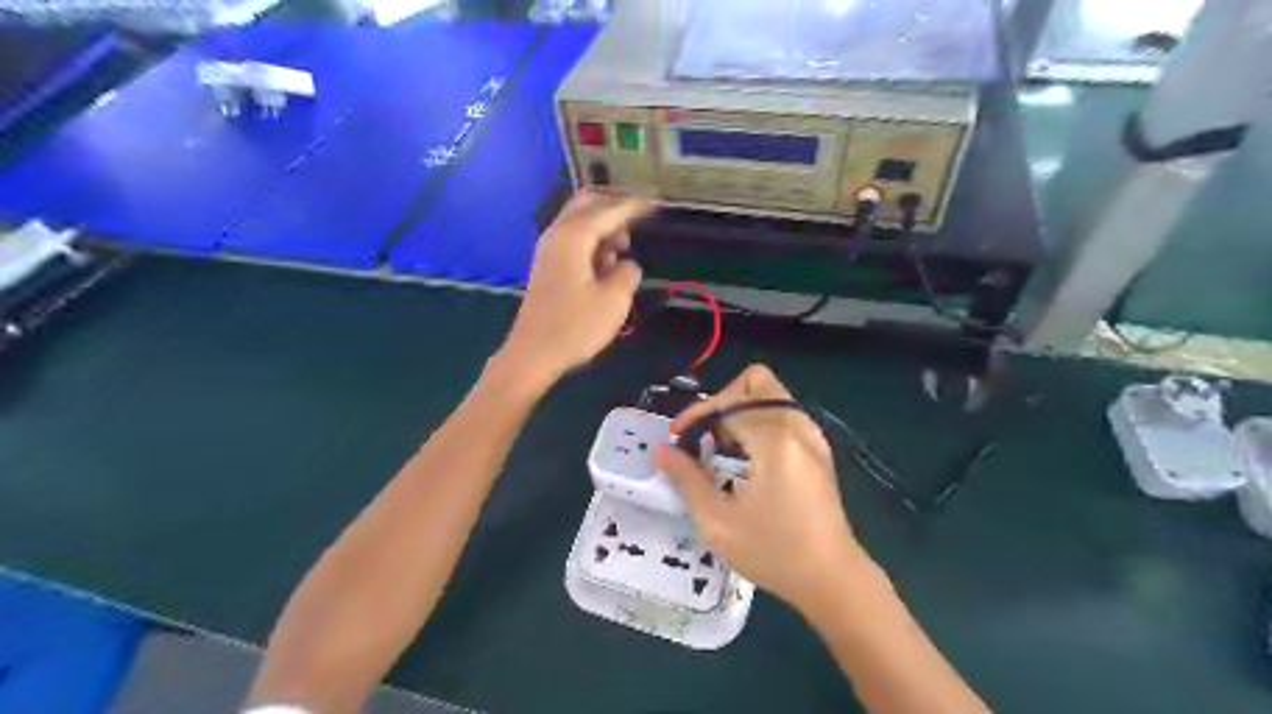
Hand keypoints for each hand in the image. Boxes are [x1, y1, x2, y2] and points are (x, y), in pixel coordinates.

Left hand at [503, 191, 649, 382]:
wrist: (533, 354)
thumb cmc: (574, 327)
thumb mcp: (614, 301)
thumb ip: (628, 273)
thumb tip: (627, 265)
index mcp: (573, 237)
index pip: (608, 210)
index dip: (634, 206)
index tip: (656, 204)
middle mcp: (557, 235)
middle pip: (586, 204)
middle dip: (614, 208)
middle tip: (638, 223)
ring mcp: (548, 250)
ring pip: (578, 222)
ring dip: (603, 227)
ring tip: (623, 250)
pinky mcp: (547, 267)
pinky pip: (573, 240)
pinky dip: (592, 242)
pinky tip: (605, 264)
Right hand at [657, 365, 876, 609]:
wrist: (833, 580)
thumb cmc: (774, 553)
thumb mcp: (719, 522)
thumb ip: (686, 480)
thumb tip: (662, 452)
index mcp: (775, 439)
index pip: (728, 404)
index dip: (696, 416)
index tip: (676, 439)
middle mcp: (797, 427)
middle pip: (756, 382)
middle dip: (722, 400)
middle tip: (704, 433)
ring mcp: (813, 436)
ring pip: (772, 395)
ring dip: (741, 409)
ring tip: (720, 445)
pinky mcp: (818, 450)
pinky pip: (784, 414)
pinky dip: (759, 420)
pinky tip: (746, 456)